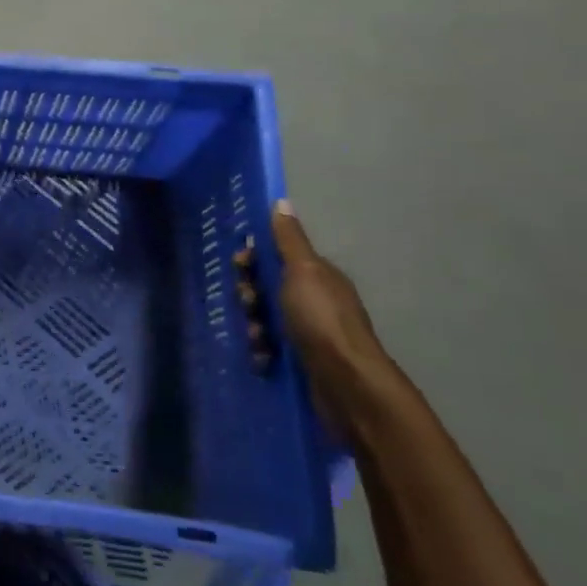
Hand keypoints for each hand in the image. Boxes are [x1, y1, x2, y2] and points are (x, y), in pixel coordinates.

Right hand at [238, 201, 394, 442]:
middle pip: (267, 288)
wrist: (346, 384)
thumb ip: (289, 240)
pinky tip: (263, 359)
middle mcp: (314, 301)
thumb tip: (282, 201)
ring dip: (254, 327)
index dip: (254, 258)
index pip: (277, 256)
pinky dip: (262, 353)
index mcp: (317, 276)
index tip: (240, 265)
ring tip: (258, 338)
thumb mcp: (303, 271)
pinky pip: (270, 350)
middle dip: (250, 295)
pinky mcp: (302, 362)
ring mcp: (308, 333)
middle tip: (249, 304)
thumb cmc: (322, 320)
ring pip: (265, 320)